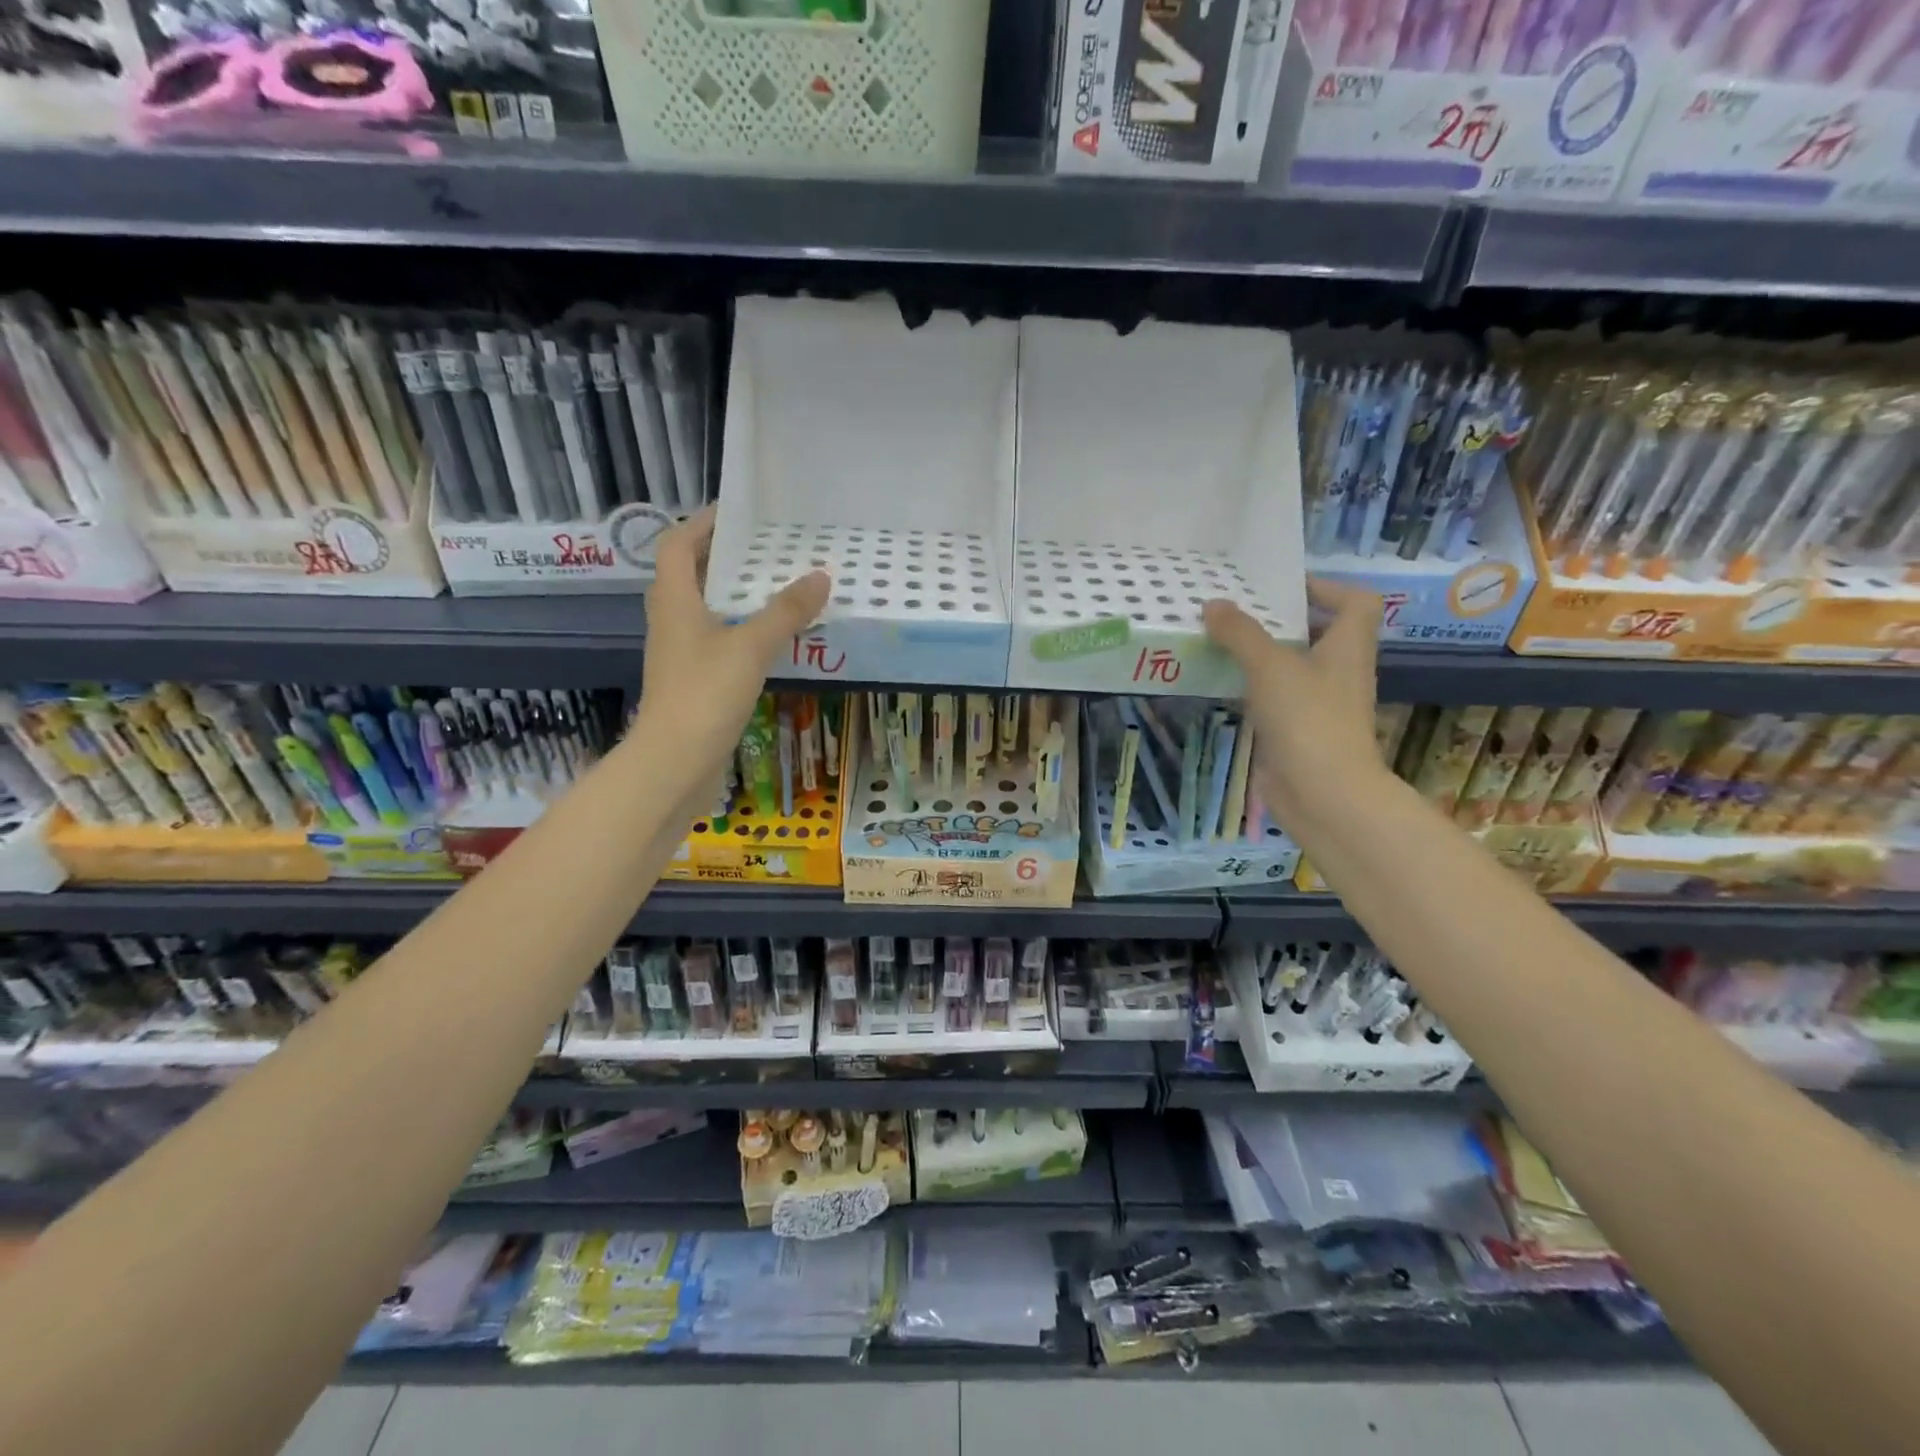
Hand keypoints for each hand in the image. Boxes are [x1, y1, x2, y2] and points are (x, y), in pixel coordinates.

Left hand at [637, 508, 830, 779]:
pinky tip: (774, 636)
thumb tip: (820, 576)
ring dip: (737, 594)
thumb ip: (786, 612)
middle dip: (727, 556)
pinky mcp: (694, 680)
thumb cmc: (705, 694)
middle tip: (769, 547)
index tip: (739, 513)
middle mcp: (672, 620)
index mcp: (675, 600)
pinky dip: (743, 628)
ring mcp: (682, 652)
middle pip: (693, 574)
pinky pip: (719, 639)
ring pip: (707, 608)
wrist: (676, 761)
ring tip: (779, 585)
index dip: (703, 523)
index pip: (679, 544)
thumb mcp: (751, 647)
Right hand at [1204, 580, 1391, 833]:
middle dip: (1280, 621)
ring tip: (1221, 641)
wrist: (1323, 794)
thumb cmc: (1308, 719)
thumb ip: (1240, 633)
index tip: (1283, 588)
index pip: (1356, 603)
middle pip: (1318, 634)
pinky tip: (1223, 684)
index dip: (1327, 588)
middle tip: (1237, 611)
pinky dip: (1253, 688)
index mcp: (1348, 648)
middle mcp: (1339, 672)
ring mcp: (1320, 705)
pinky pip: (1276, 699)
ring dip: (1261, 655)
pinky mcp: (1299, 732)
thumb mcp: (1270, 666)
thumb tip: (1213, 604)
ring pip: (1292, 668)